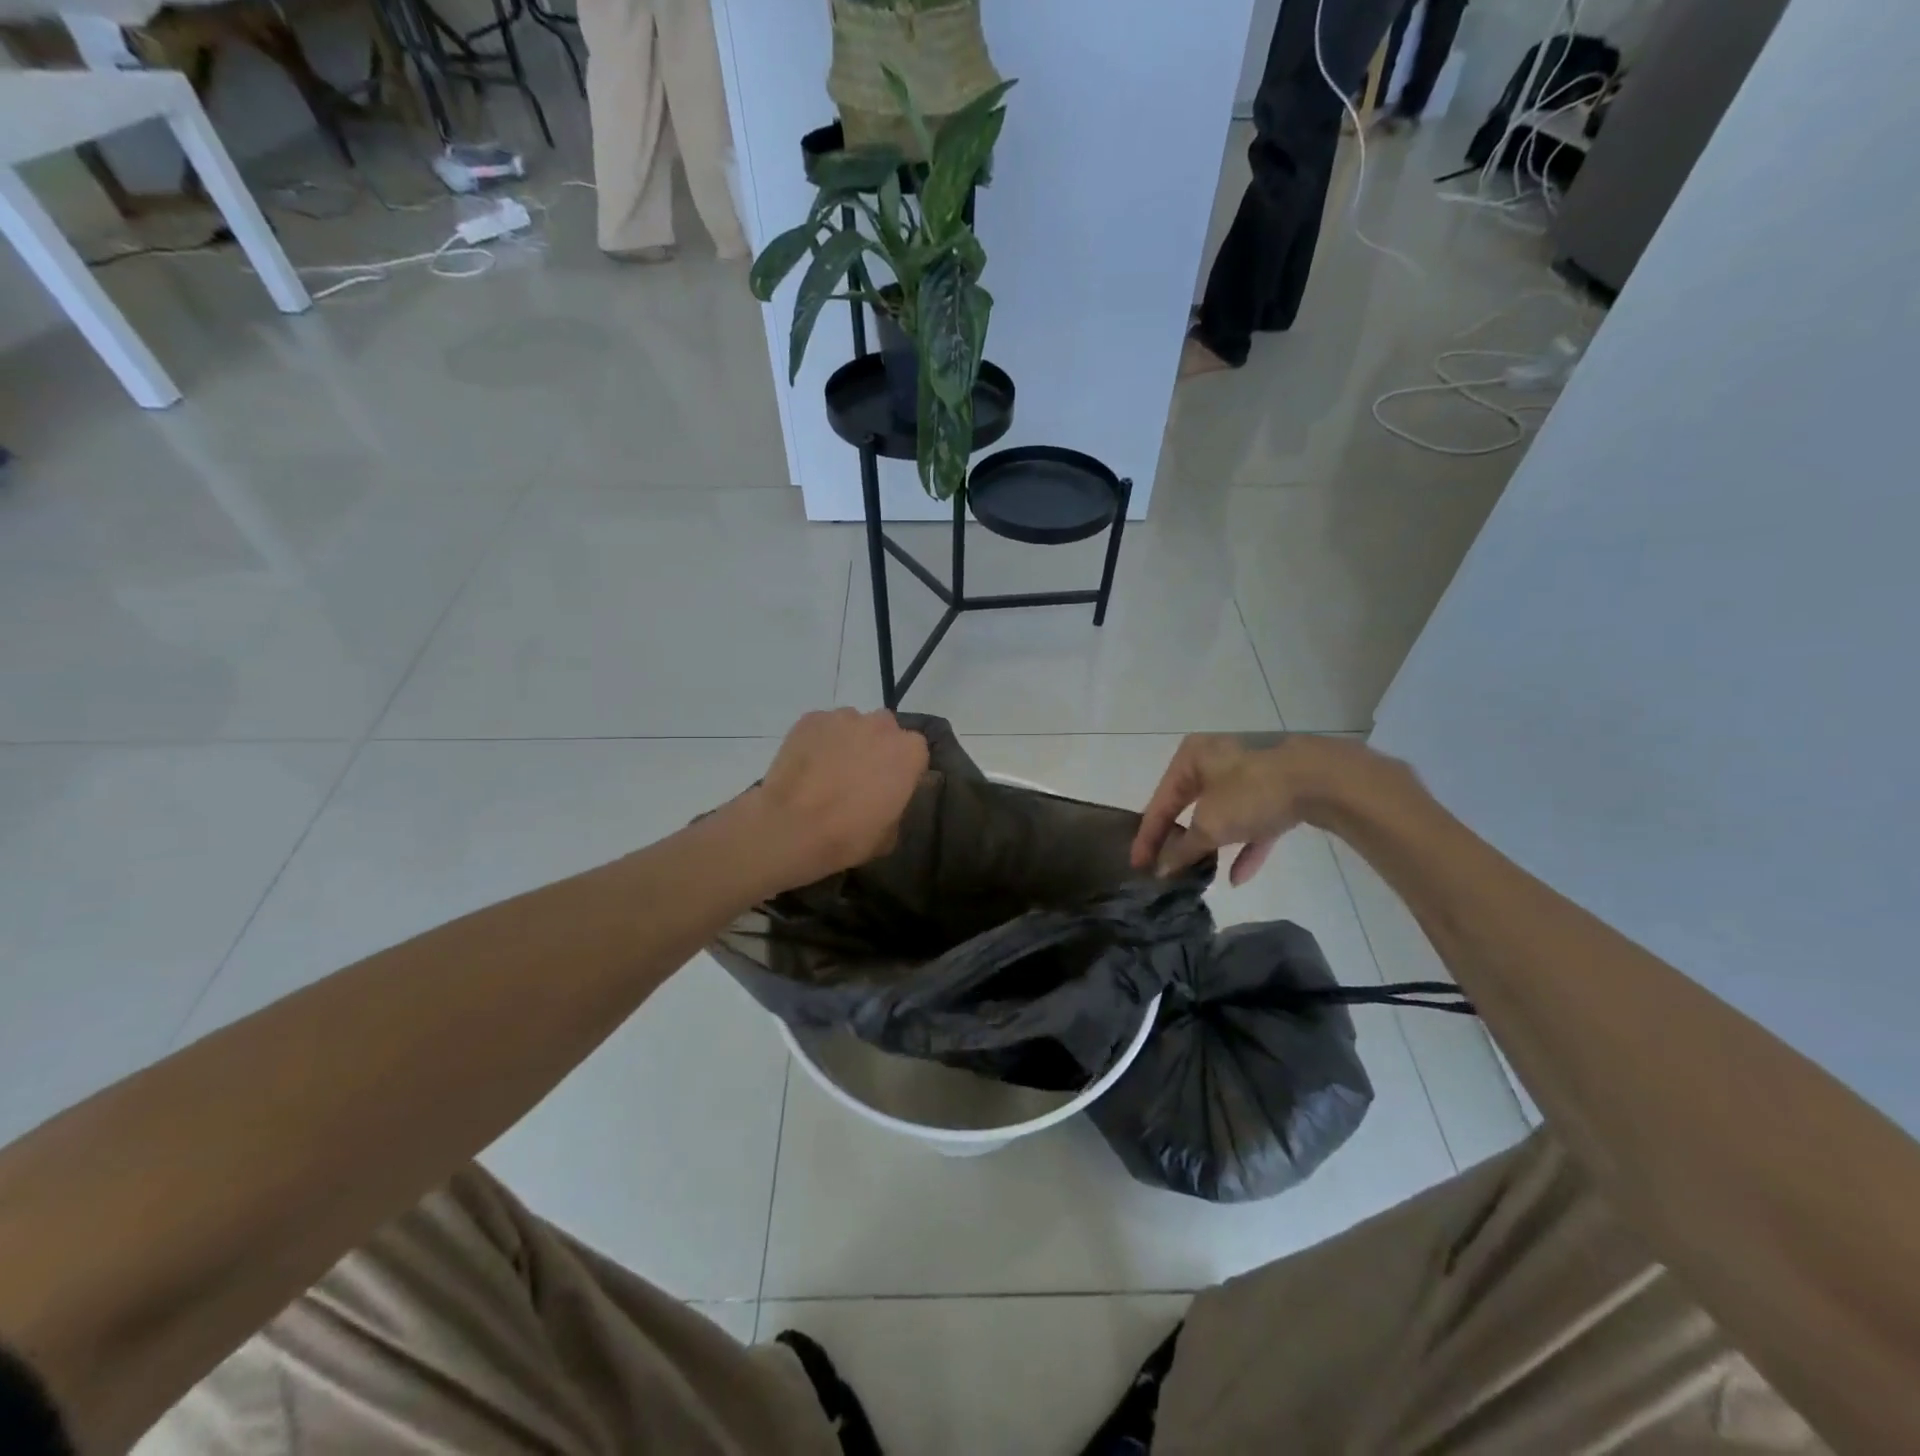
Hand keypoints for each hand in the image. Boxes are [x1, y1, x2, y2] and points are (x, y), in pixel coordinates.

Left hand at [747, 709, 928, 890]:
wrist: (790, 827)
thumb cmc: (848, 835)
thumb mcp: (889, 835)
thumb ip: (897, 806)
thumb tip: (887, 799)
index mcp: (909, 752)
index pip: (915, 753)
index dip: (903, 770)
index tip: (890, 788)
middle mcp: (881, 725)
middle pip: (885, 731)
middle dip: (877, 748)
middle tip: (860, 777)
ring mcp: (843, 717)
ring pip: (852, 725)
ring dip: (847, 742)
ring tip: (828, 771)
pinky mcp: (810, 719)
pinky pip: (822, 728)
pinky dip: (819, 741)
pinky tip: (807, 766)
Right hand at [1131, 734, 1391, 884]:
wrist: (1324, 778)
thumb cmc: (1252, 791)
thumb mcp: (1211, 824)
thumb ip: (1183, 848)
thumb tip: (1161, 869)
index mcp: (1192, 756)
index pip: (1161, 801)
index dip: (1147, 837)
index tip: (1137, 866)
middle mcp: (1218, 758)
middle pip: (1190, 806)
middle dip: (1181, 840)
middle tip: (1167, 869)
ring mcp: (1252, 772)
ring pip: (1223, 813)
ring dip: (1212, 844)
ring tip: (1200, 874)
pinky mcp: (1280, 788)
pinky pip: (1254, 820)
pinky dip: (1246, 845)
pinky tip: (1240, 876)